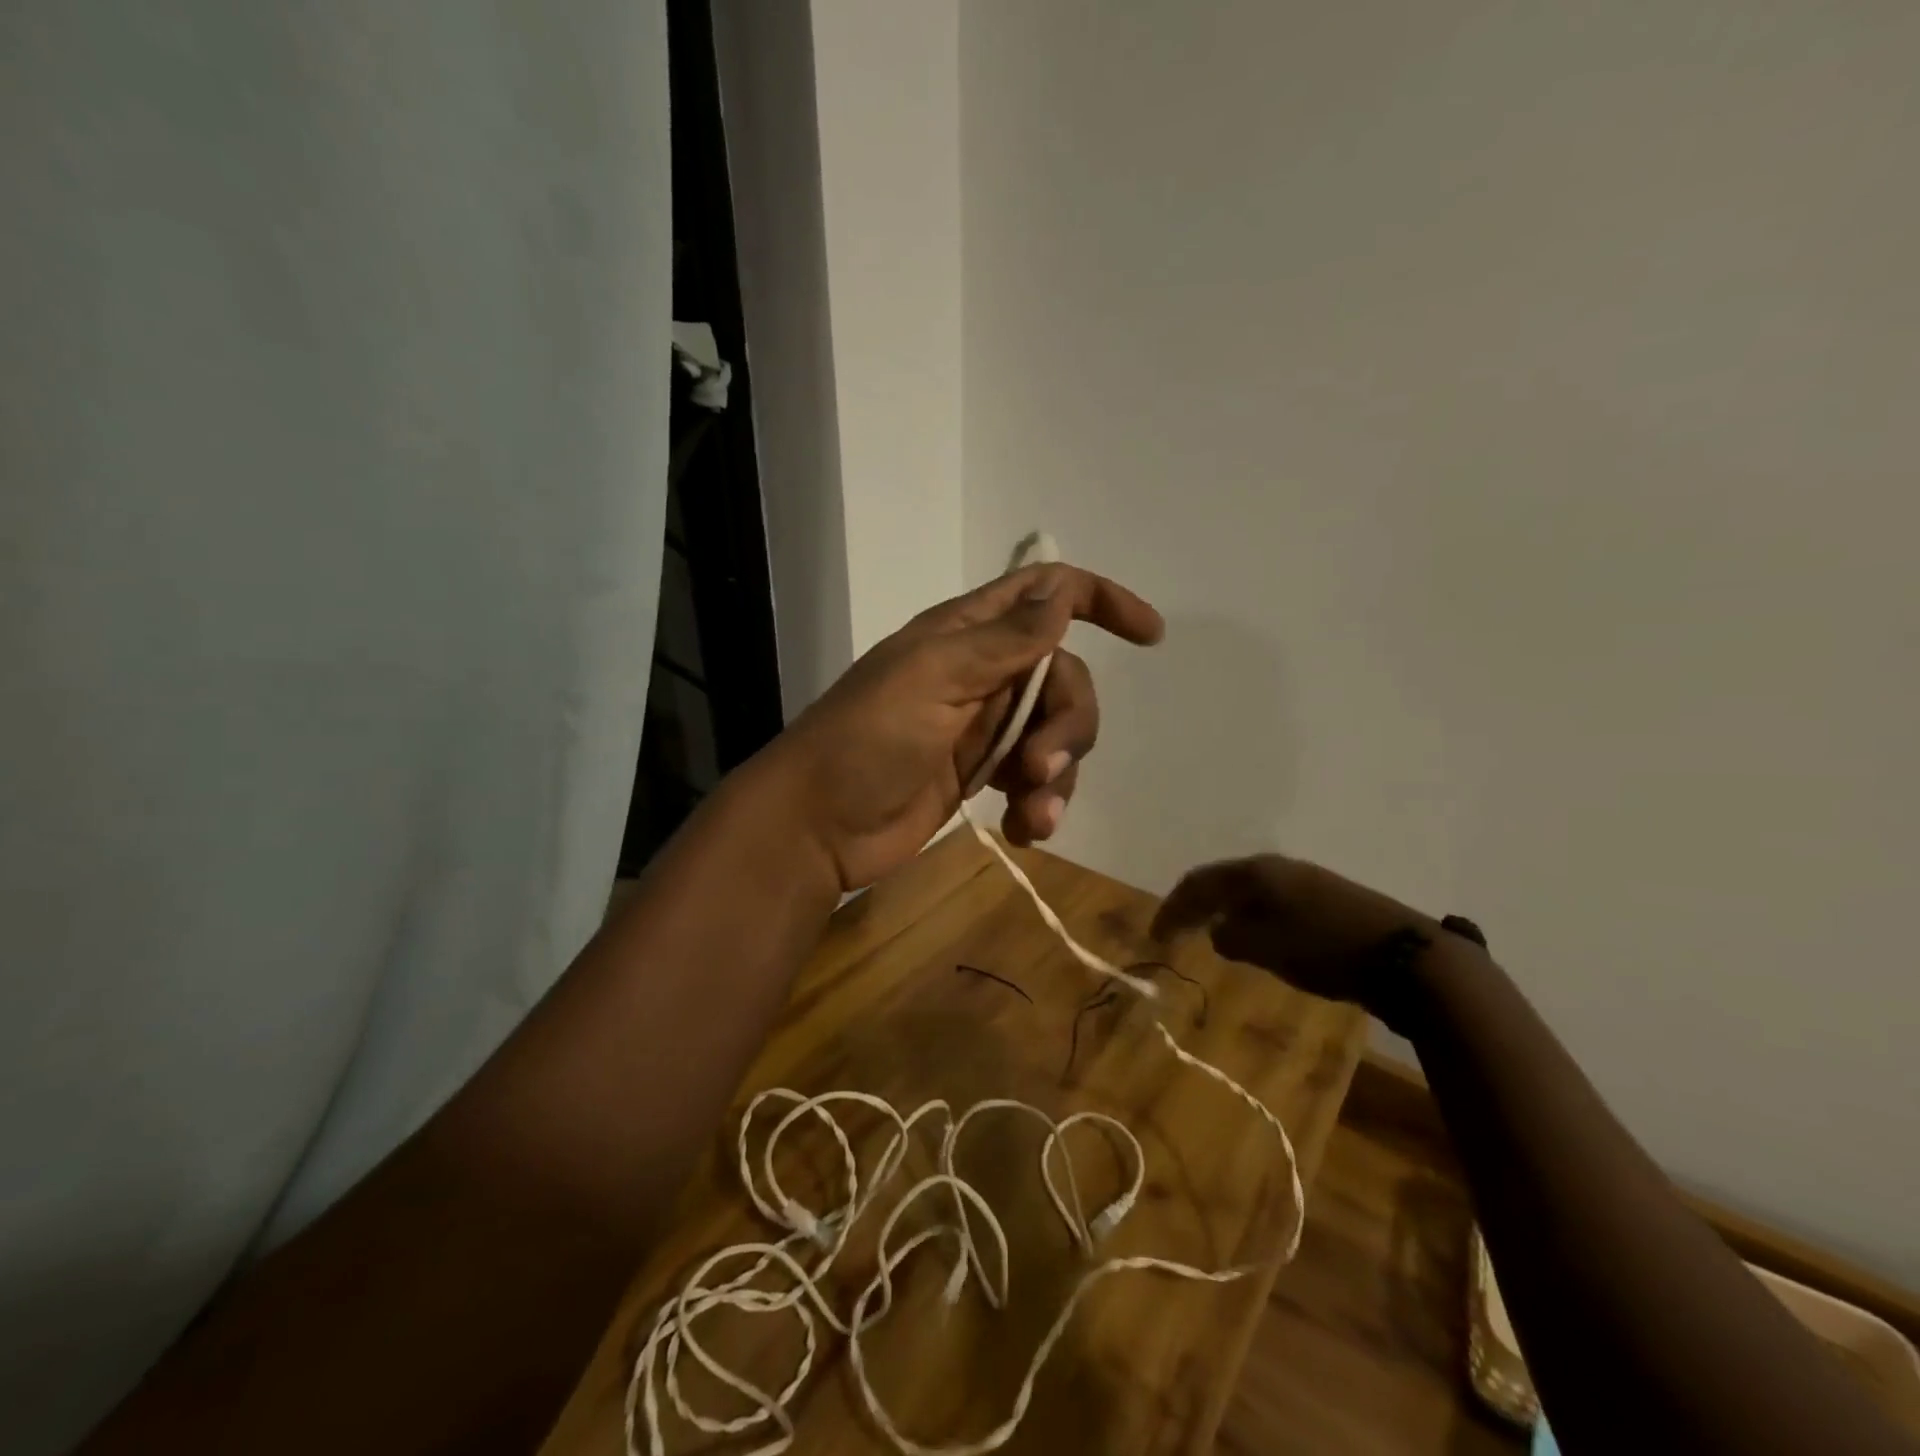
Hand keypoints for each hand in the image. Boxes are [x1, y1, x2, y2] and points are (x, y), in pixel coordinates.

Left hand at [765, 563, 1163, 892]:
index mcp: (967, 635)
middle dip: (1067, 725)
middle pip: (1063, 680)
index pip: (1045, 594)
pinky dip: (1042, 803)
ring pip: (1056, 735)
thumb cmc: (865, 741)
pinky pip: (1036, 779)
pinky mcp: (981, 775)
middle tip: (1038, 769)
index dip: (1099, 601)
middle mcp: (982, 674)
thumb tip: (1062, 594)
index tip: (1149, 635)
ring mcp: (983, 727)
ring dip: (1057, 775)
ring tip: (1034, 816)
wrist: (817, 825)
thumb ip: (1003, 641)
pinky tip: (1026, 830)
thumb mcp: (933, 679)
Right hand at [1151, 855, 1456, 1025]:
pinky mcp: (1327, 898)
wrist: (1406, 956)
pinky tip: (1255, 936)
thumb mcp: (1265, 948)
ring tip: (1210, 934)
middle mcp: (1275, 867)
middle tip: (1176, 932)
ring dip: (1223, 911)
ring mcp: (1304, 879)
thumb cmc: (1324, 949)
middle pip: (1221, 881)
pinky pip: (1271, 902)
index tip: (1155, 937)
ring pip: (1248, 891)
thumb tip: (1220, 932)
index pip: (1197, 884)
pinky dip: (1250, 917)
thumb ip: (1231, 938)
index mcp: (1254, 872)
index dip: (1172, 909)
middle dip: (1195, 906)